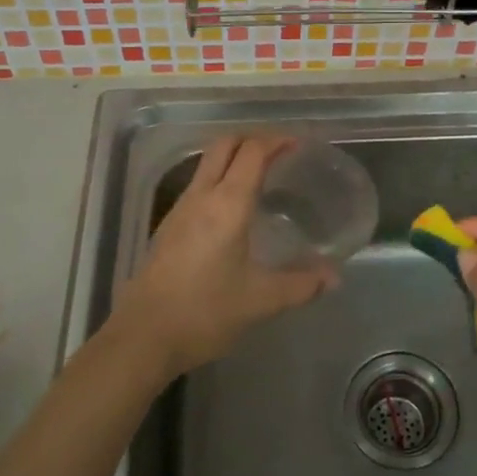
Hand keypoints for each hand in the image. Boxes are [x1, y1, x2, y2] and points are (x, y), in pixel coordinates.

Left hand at [113, 135, 336, 377]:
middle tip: (280, 152)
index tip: (299, 144)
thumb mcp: (261, 301)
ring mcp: (180, 209)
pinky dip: (220, 179)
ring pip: (208, 163)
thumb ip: (301, 285)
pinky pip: (199, 185)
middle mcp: (202, 196)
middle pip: (224, 145)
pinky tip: (234, 210)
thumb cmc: (205, 312)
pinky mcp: (168, 226)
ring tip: (262, 176)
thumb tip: (334, 277)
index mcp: (228, 204)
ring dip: (234, 158)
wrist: (143, 336)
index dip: (277, 140)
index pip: (253, 152)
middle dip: (253, 139)